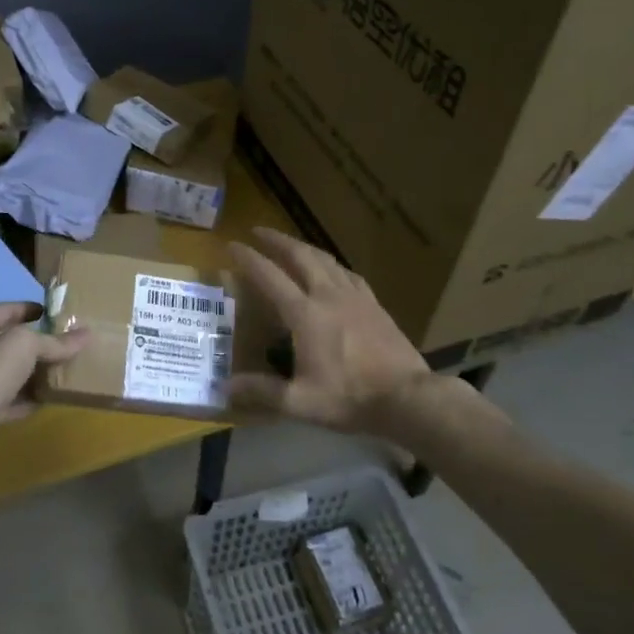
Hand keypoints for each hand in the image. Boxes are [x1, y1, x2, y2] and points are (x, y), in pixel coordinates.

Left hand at [0, 302, 87, 467]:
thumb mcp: (26, 345)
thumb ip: (54, 341)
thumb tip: (86, 334)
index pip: (4, 311)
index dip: (29, 308)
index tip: (54, 312)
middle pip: (6, 344)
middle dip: (35, 344)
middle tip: (64, 343)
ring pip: (9, 374)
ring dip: (33, 374)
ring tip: (62, 370)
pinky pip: (9, 401)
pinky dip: (28, 399)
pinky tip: (49, 398)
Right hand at [226, 228, 430, 432]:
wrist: (408, 397)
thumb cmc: (350, 398)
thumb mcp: (300, 403)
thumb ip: (262, 392)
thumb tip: (225, 388)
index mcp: (305, 314)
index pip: (269, 277)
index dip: (248, 259)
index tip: (232, 245)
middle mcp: (328, 295)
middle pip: (300, 255)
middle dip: (276, 240)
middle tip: (258, 230)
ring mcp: (355, 296)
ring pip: (325, 259)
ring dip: (303, 246)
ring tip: (290, 244)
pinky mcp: (374, 304)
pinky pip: (347, 272)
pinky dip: (330, 263)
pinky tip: (331, 268)